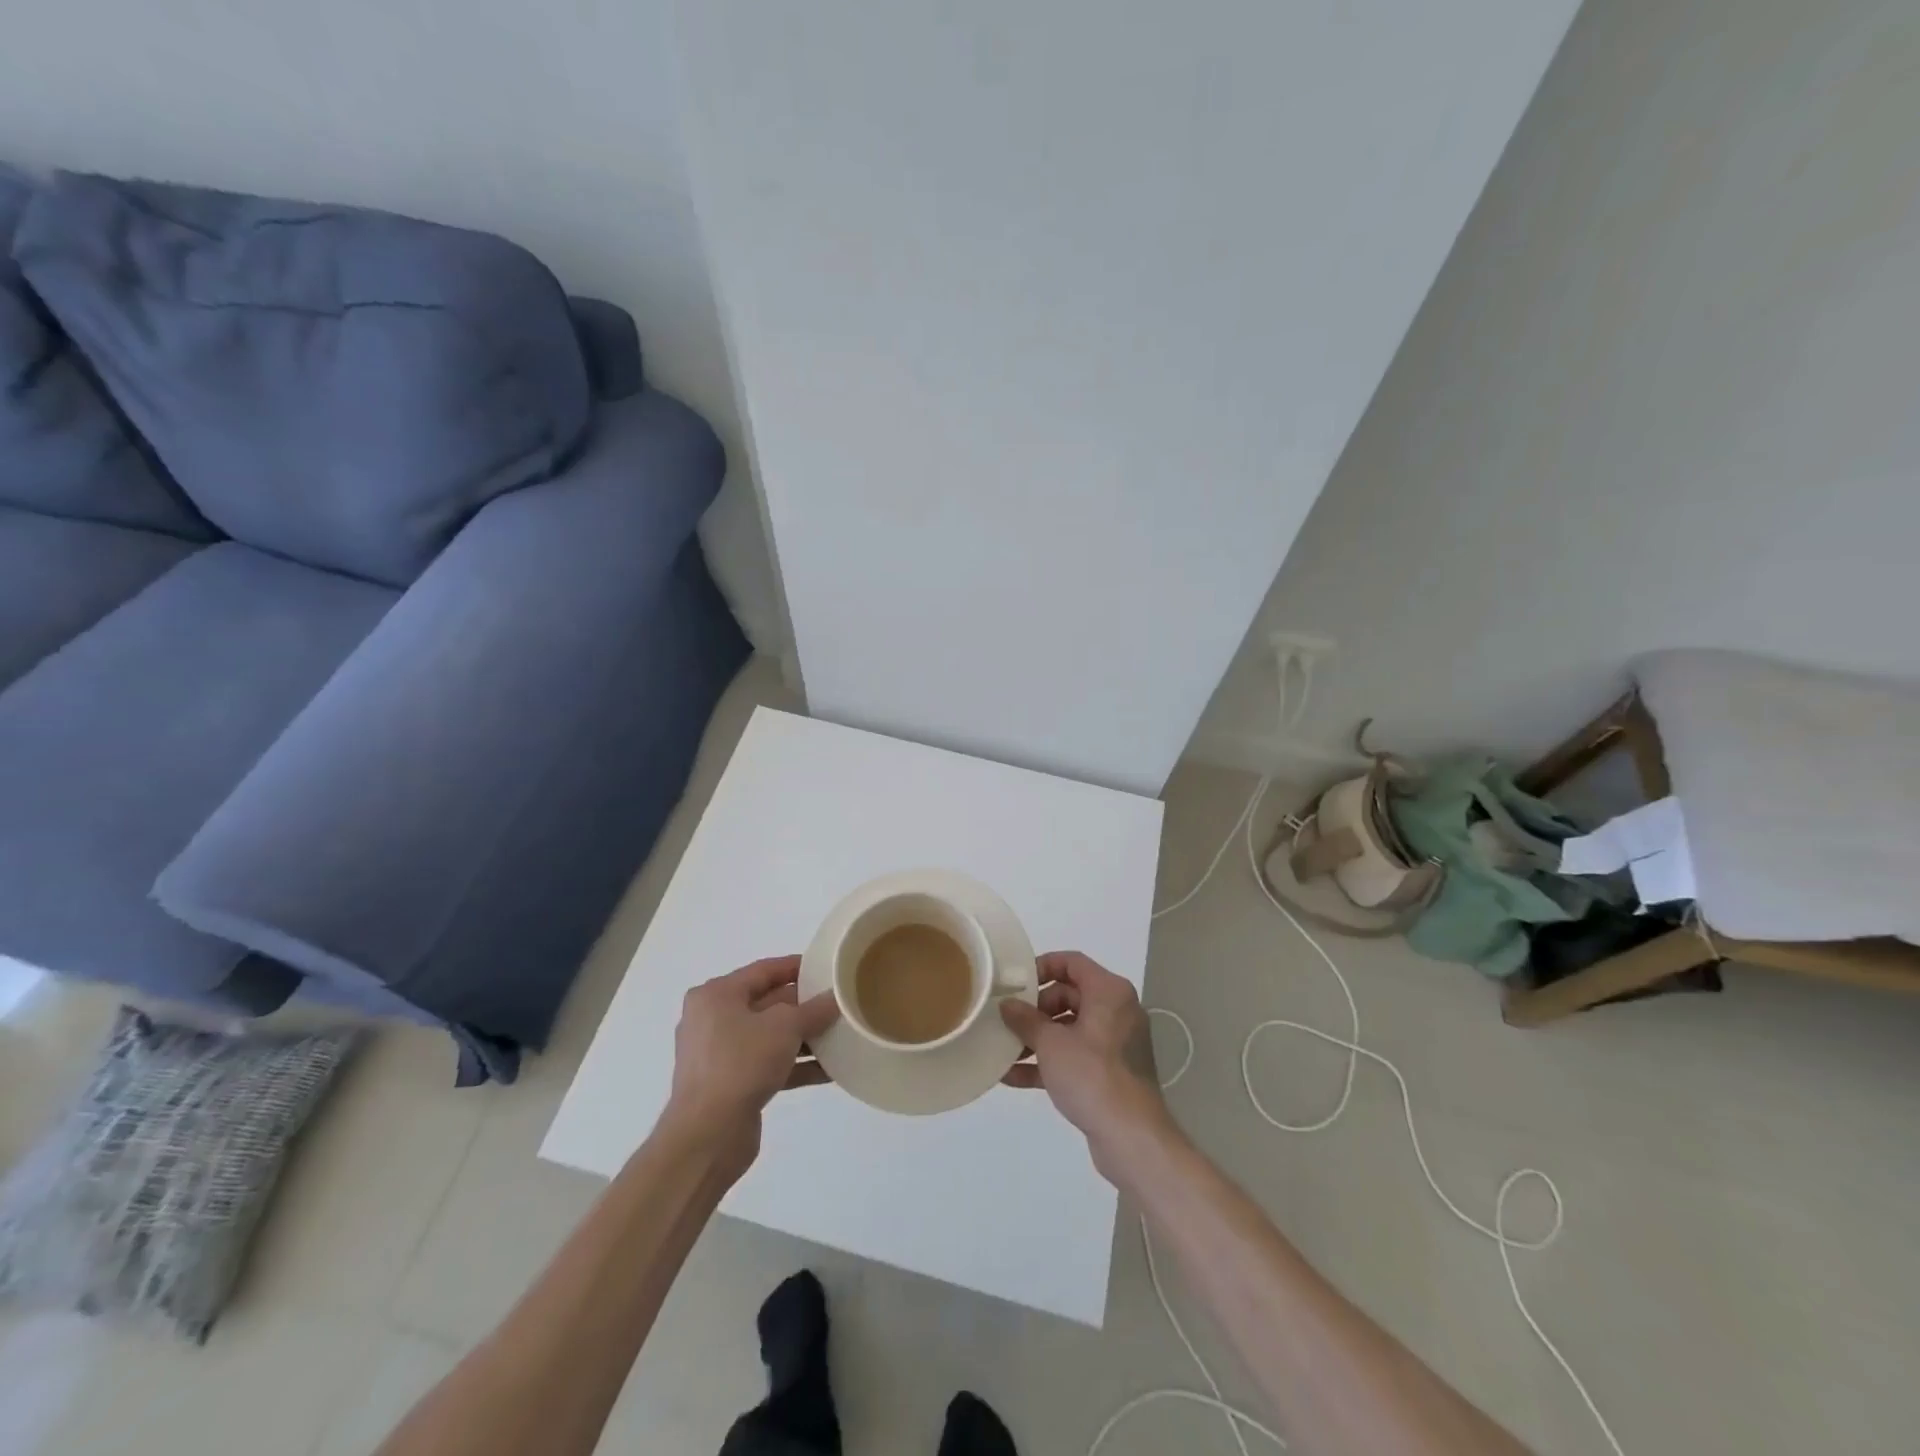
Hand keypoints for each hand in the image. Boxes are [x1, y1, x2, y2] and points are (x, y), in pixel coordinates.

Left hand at [666, 956, 838, 1164]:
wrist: (707, 1136)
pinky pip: (767, 1065)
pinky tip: (828, 1071)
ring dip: (803, 1038)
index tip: (827, 968)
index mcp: (716, 995)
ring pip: (769, 1036)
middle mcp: (713, 1020)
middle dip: (804, 1006)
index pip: (764, 970)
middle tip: (839, 1003)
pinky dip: (794, 1065)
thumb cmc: (741, 1063)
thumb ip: (813, 1009)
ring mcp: (719, 1055)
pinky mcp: (729, 1085)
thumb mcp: (785, 1026)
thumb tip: (835, 998)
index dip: (797, 967)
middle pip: (767, 1003)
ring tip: (840, 1036)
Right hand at [1000, 951, 1170, 1175]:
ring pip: (1069, 1028)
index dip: (1041, 967)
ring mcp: (1114, 1043)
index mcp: (1109, 992)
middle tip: (1007, 1022)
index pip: (1072, 962)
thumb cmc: (1092, 1076)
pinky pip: (1074, 1056)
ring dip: (1036, 1039)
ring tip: (1003, 1051)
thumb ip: (1025, 1019)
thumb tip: (1007, 1005)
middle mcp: (1116, 1011)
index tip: (1015, 983)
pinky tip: (1013, 1076)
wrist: (1131, 1138)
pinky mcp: (1110, 1072)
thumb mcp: (1051, 1044)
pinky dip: (1048, 1062)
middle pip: (1068, 995)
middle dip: (1035, 1010)